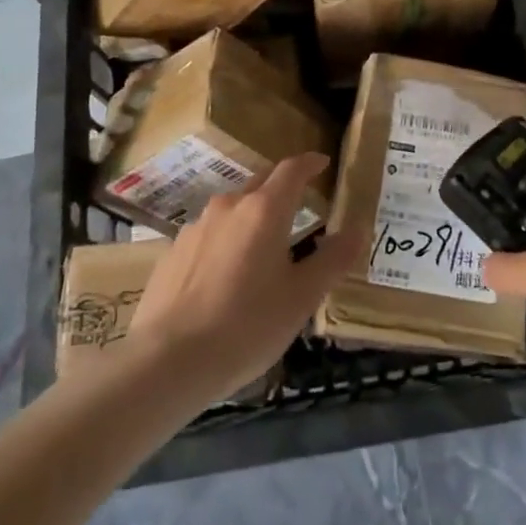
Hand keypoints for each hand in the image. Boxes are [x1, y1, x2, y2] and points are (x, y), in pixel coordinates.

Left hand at [128, 154, 364, 397]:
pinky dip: (226, 241)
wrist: (167, 361)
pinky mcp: (172, 252)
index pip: (291, 169)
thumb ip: (333, 259)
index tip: (322, 163)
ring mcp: (195, 228)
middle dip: (282, 186)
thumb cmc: (247, 325)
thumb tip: (358, 229)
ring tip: (264, 245)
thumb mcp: (302, 297)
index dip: (310, 163)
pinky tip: (227, 275)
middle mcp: (228, 207)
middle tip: (300, 202)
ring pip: (232, 209)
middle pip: (260, 182)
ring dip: (252, 216)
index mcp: (264, 210)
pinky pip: (209, 235)